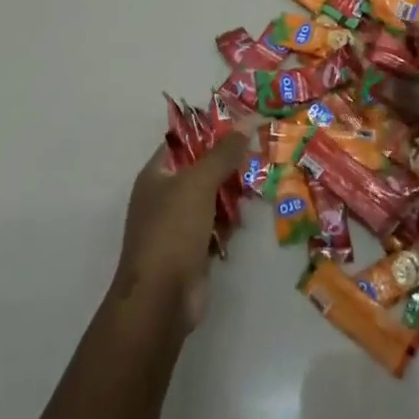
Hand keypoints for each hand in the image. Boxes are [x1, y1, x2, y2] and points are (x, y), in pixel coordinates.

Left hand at [110, 128, 250, 330]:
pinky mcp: (193, 249)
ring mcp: (178, 225)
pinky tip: (248, 216)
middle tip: (260, 152)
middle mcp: (164, 196)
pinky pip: (215, 225)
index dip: (210, 131)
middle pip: (200, 169)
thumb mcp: (198, 183)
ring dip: (232, 193)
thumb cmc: (173, 231)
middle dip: (228, 163)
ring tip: (262, 179)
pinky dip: (230, 221)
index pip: (183, 142)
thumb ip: (223, 153)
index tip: (242, 124)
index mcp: (156, 175)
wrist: (161, 298)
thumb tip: (247, 120)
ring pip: (211, 198)